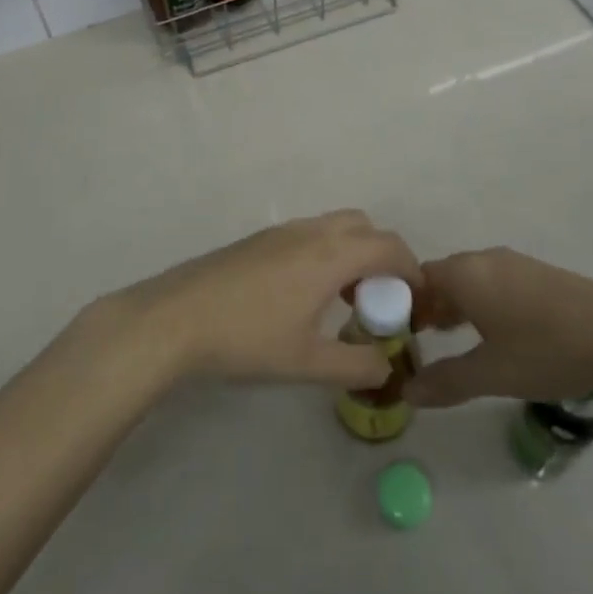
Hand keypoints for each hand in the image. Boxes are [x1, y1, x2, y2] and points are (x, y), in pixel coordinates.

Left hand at [111, 210, 421, 387]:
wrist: (176, 318)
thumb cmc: (247, 338)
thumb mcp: (307, 363)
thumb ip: (355, 365)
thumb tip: (387, 367)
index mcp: (330, 255)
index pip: (389, 246)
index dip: (412, 269)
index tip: (416, 301)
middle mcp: (310, 232)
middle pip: (363, 227)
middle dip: (382, 256)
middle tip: (379, 299)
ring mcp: (280, 232)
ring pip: (333, 227)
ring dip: (351, 253)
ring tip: (343, 300)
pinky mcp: (258, 240)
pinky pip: (308, 234)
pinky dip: (325, 253)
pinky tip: (304, 295)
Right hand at [408, 248, 592, 407]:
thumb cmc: (546, 350)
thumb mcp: (491, 374)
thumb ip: (446, 381)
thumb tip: (407, 392)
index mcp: (465, 274)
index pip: (416, 279)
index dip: (401, 305)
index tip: (396, 335)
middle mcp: (484, 260)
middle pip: (441, 277)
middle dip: (427, 306)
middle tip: (418, 341)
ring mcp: (514, 264)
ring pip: (469, 279)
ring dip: (454, 305)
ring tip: (450, 339)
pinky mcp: (539, 275)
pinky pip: (493, 283)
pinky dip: (480, 303)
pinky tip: (494, 333)